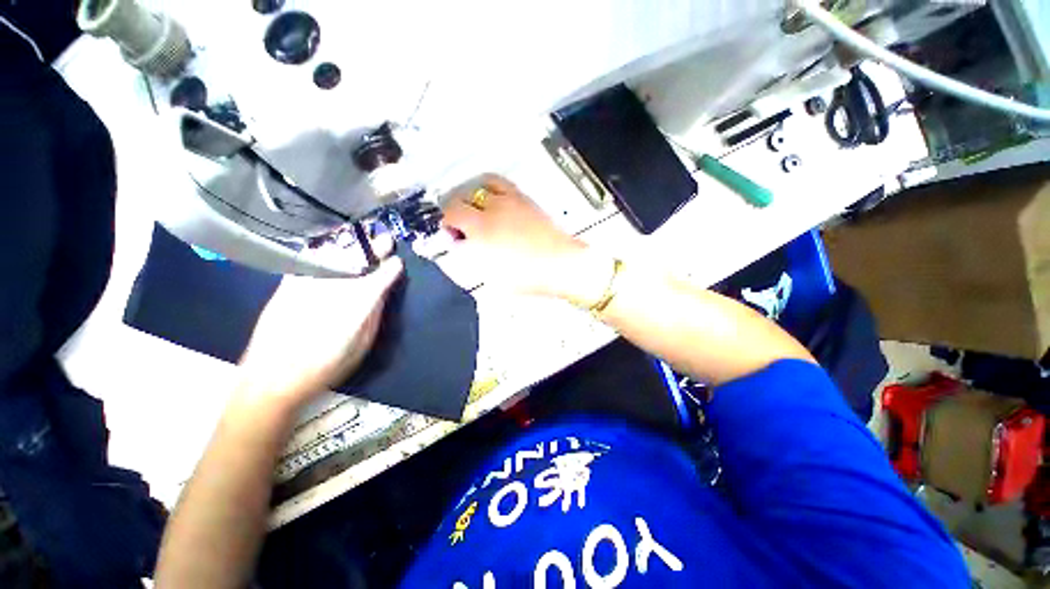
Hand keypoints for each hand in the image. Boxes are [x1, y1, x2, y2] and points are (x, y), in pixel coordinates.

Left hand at [236, 242, 403, 409]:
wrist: (271, 377)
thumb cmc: (324, 366)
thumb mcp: (361, 345)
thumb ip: (373, 315)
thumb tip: (380, 293)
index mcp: (357, 304)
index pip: (379, 278)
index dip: (391, 268)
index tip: (398, 261)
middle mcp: (334, 287)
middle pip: (357, 260)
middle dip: (374, 248)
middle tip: (386, 240)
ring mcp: (308, 283)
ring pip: (334, 255)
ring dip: (352, 246)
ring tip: (363, 241)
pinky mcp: (288, 283)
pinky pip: (311, 260)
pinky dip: (325, 252)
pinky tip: (331, 249)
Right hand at [442, 175, 593, 298]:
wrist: (560, 264)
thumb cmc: (526, 275)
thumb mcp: (491, 274)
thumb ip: (470, 256)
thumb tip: (459, 244)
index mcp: (482, 228)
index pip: (452, 213)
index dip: (446, 223)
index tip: (451, 234)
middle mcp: (494, 208)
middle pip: (464, 197)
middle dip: (455, 209)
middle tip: (460, 224)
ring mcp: (510, 201)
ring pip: (481, 185)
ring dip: (471, 194)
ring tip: (473, 206)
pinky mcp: (525, 199)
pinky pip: (502, 183)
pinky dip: (490, 187)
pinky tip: (492, 197)